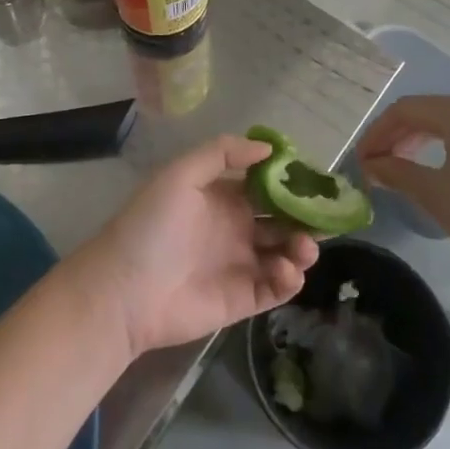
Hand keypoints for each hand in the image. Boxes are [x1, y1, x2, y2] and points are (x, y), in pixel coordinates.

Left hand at [73, 136, 318, 358]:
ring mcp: (239, 264)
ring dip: (302, 248)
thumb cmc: (152, 226)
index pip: (264, 185)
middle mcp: (234, 228)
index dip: (290, 182)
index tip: (315, 180)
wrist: (125, 290)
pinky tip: (286, 270)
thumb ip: (222, 153)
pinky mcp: (242, 299)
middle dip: (304, 216)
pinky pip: (276, 288)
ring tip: (303, 247)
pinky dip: (289, 279)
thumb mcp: (180, 175)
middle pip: (281, 219)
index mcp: (220, 197)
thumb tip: (268, 148)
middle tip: (324, 218)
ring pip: (284, 253)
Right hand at [358, 95, 449, 301]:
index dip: (377, 133)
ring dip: (424, 141)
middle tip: (378, 166)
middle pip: (431, 111)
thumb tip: (373, 165)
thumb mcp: (436, 196)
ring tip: (404, 169)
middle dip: (399, 137)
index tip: (361, 161)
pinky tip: (442, 170)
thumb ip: (397, 172)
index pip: (407, 109)